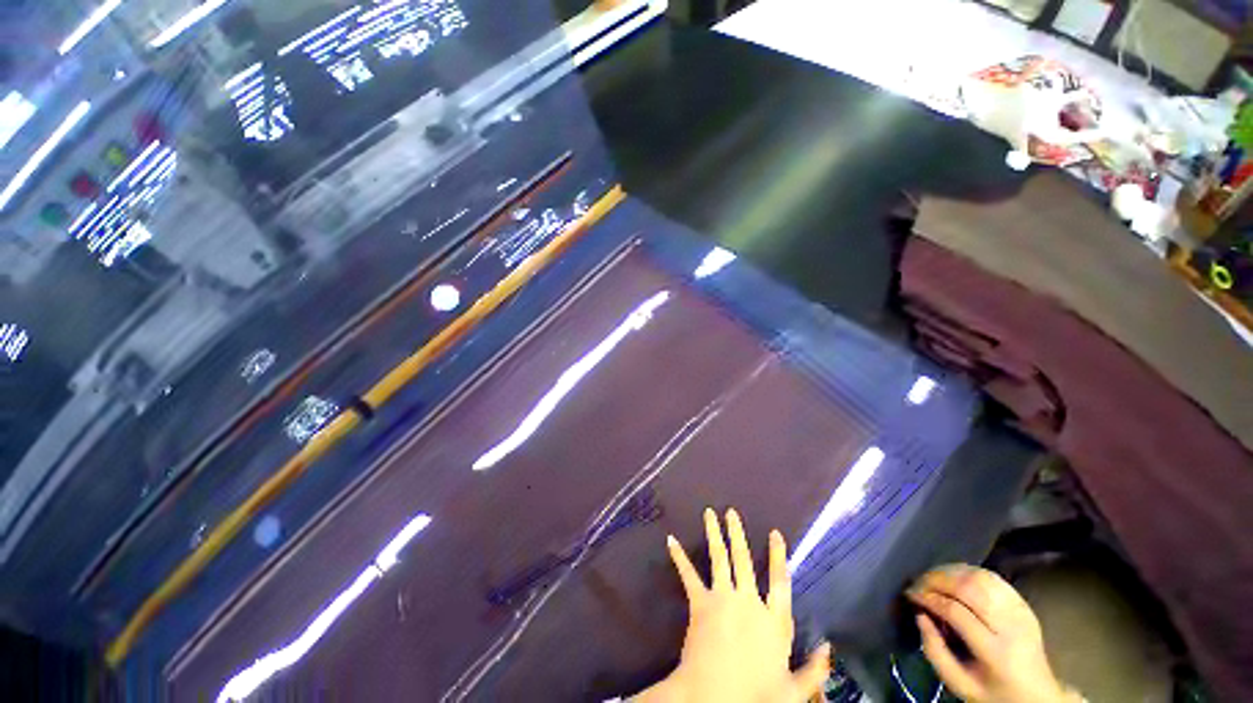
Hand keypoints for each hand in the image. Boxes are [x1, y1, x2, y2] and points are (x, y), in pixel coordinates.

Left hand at [635, 508, 830, 702]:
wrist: (716, 697)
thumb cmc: (757, 696)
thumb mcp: (794, 691)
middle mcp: (749, 600)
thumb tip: (829, 649)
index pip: (780, 580)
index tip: (775, 532)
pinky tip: (671, 540)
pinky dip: (679, 557)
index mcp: (774, 620)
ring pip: (720, 557)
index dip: (778, 555)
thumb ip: (815, 670)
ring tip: (709, 513)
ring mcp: (723, 598)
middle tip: (731, 512)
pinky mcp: (701, 602)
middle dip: (737, 533)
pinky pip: (689, 575)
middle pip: (744, 559)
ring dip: (714, 533)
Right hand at [907, 564, 1080, 702]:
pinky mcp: (1023, 603)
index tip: (910, 595)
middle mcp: (1011, 626)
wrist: (1036, 695)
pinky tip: (954, 577)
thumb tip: (920, 614)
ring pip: (980, 577)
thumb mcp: (958, 683)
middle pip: (969, 588)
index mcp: (996, 652)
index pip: (956, 611)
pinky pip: (992, 577)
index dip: (928, 598)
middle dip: (936, 579)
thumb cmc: (992, 692)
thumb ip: (934, 650)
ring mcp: (1020, 612)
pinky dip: (967, 571)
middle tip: (917, 582)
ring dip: (950, 572)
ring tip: (932, 578)